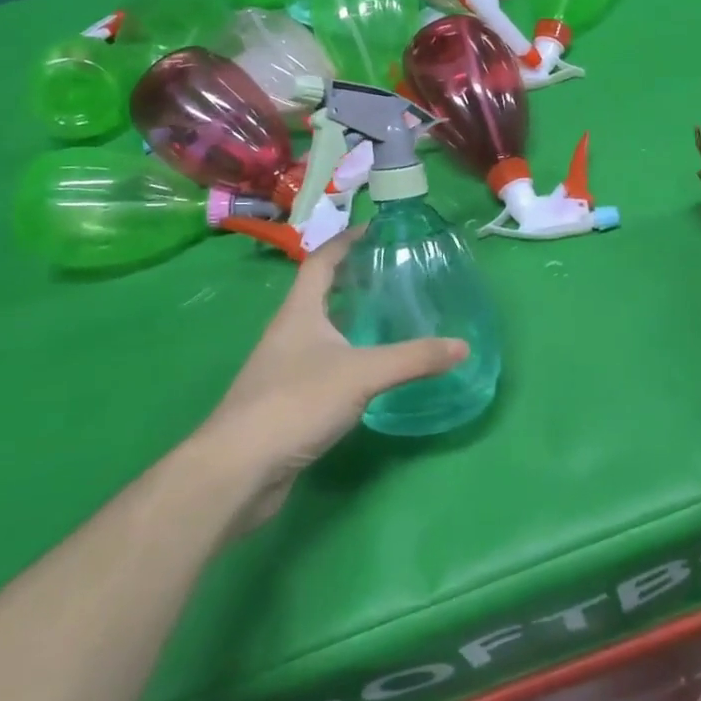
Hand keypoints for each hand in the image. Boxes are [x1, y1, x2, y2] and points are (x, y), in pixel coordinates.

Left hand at [200, 232, 468, 528]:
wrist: (238, 470)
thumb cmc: (295, 403)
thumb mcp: (362, 374)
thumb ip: (413, 359)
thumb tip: (463, 346)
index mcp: (299, 312)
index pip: (321, 262)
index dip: (345, 242)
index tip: (374, 230)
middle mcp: (288, 333)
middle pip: (320, 293)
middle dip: (353, 279)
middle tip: (392, 273)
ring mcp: (283, 368)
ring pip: (320, 331)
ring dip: (349, 319)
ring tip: (388, 316)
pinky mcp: (286, 401)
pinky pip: (321, 365)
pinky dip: (346, 357)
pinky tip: (369, 371)